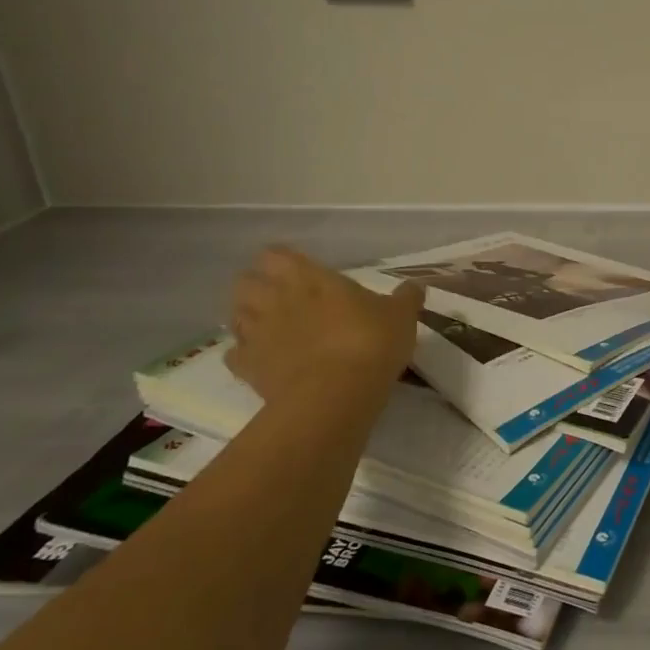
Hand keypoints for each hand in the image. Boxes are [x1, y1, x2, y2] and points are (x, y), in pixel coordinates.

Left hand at [225, 245, 423, 404]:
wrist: (336, 394)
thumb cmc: (370, 342)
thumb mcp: (401, 316)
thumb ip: (406, 298)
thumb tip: (415, 286)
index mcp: (309, 277)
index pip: (276, 255)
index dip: (282, 261)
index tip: (299, 271)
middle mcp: (275, 299)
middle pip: (246, 281)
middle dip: (257, 287)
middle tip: (281, 299)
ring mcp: (257, 333)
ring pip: (234, 315)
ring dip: (248, 318)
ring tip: (269, 328)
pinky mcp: (247, 368)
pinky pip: (235, 355)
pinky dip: (245, 355)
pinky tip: (263, 361)